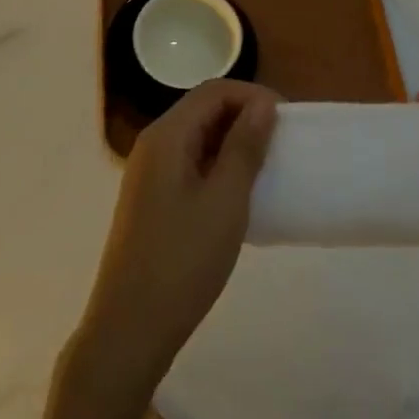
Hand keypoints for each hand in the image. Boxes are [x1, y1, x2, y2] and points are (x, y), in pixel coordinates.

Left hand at [74, 80, 279, 401]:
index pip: (214, 91)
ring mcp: (150, 173)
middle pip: (203, 109)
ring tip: (269, 165)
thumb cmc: (182, 261)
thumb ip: (244, 147)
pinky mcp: (153, 199)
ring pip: (198, 137)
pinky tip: (240, 192)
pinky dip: (219, 164)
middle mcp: (154, 145)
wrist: (130, 328)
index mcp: (167, 136)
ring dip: (234, 141)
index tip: (289, 120)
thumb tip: (263, 104)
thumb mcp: (225, 201)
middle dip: (245, 116)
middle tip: (283, 142)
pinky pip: (191, 163)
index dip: (253, 96)